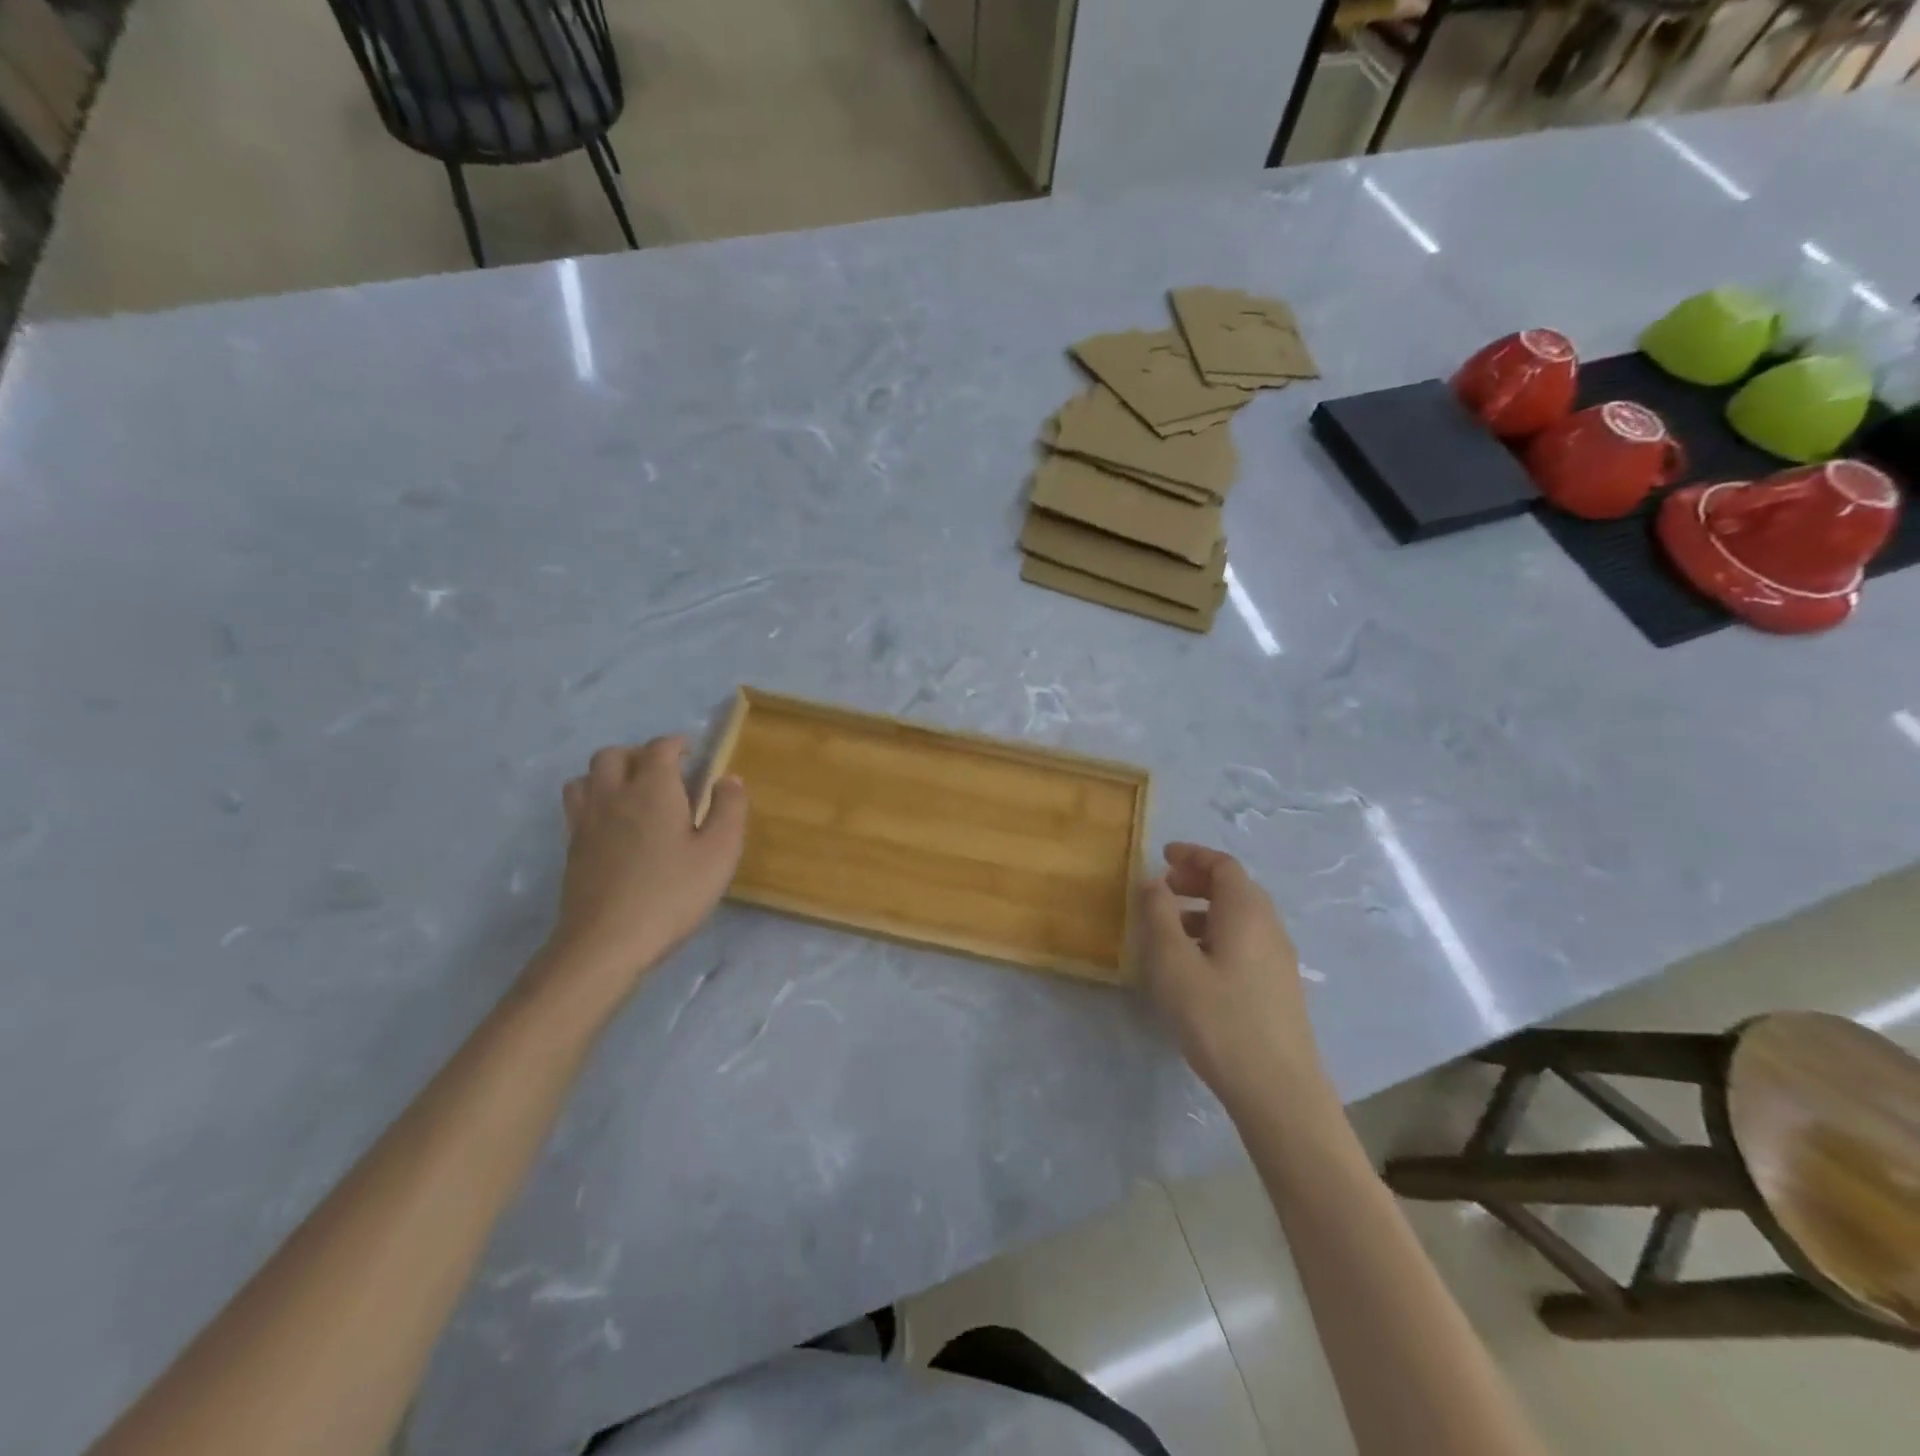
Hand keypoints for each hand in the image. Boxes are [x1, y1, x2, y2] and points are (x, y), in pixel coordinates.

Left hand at [539, 737, 747, 1004]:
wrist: (606, 943)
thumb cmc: (672, 894)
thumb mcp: (719, 853)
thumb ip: (729, 809)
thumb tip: (728, 778)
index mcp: (652, 789)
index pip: (660, 748)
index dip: (677, 744)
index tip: (694, 755)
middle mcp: (614, 795)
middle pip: (614, 754)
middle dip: (640, 754)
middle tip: (665, 774)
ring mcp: (586, 822)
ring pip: (587, 776)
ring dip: (610, 774)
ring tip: (634, 794)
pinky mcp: (572, 848)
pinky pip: (577, 805)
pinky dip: (595, 800)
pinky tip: (615, 825)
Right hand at [1139, 843, 1324, 1110]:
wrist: (1278, 1090)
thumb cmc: (1219, 1019)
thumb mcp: (1174, 964)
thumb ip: (1159, 915)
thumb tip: (1153, 881)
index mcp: (1246, 912)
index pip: (1223, 865)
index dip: (1192, 855)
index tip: (1163, 856)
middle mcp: (1269, 927)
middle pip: (1235, 887)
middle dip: (1197, 881)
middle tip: (1162, 889)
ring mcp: (1280, 958)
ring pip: (1240, 917)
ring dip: (1204, 910)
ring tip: (1170, 929)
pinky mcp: (1280, 986)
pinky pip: (1246, 941)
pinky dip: (1217, 934)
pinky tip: (1195, 965)